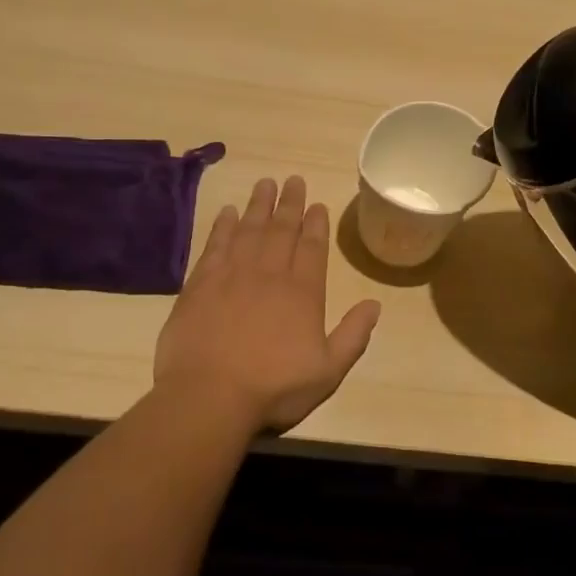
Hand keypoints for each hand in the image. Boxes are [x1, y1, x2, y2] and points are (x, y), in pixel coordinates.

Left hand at [155, 176, 381, 432]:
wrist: (209, 395)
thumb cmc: (273, 388)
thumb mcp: (327, 371)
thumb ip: (353, 336)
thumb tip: (375, 304)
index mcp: (302, 293)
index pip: (312, 248)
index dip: (316, 224)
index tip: (317, 204)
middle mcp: (269, 274)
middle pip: (282, 230)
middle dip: (289, 203)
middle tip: (293, 179)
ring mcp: (232, 275)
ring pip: (249, 230)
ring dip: (259, 205)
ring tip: (265, 183)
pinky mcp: (200, 284)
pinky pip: (215, 245)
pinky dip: (223, 226)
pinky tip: (228, 212)